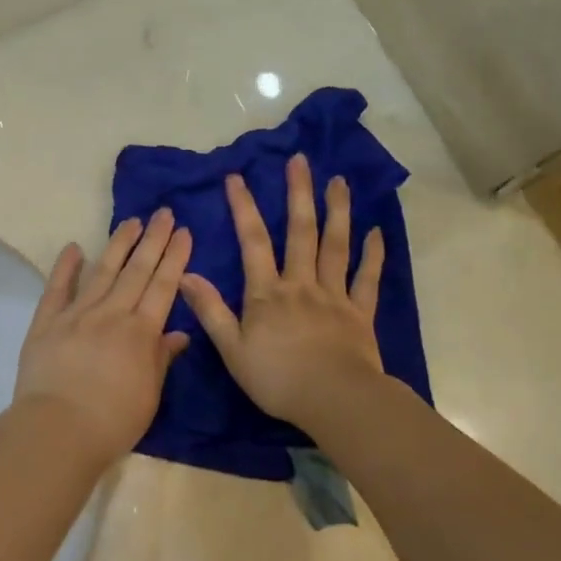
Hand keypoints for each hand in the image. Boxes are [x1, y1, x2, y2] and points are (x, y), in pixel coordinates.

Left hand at [15, 208, 192, 463]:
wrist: (58, 430)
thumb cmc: (112, 422)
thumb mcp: (149, 395)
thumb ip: (162, 359)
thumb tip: (178, 333)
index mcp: (140, 332)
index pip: (163, 286)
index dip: (175, 257)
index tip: (183, 232)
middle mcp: (111, 314)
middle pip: (136, 271)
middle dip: (153, 240)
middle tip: (163, 213)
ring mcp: (76, 315)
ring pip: (102, 271)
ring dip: (118, 244)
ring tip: (131, 221)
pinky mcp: (46, 323)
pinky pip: (57, 289)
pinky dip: (65, 267)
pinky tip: (73, 248)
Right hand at [179, 154, 386, 429]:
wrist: (334, 400)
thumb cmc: (277, 378)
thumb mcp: (232, 349)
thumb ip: (210, 311)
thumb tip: (184, 275)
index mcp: (267, 293)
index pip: (252, 242)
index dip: (243, 208)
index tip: (236, 177)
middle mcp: (301, 284)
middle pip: (300, 232)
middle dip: (297, 194)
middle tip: (300, 161)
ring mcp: (334, 295)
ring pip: (336, 246)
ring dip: (337, 211)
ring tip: (338, 181)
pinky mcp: (360, 313)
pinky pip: (367, 278)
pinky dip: (372, 254)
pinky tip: (376, 232)